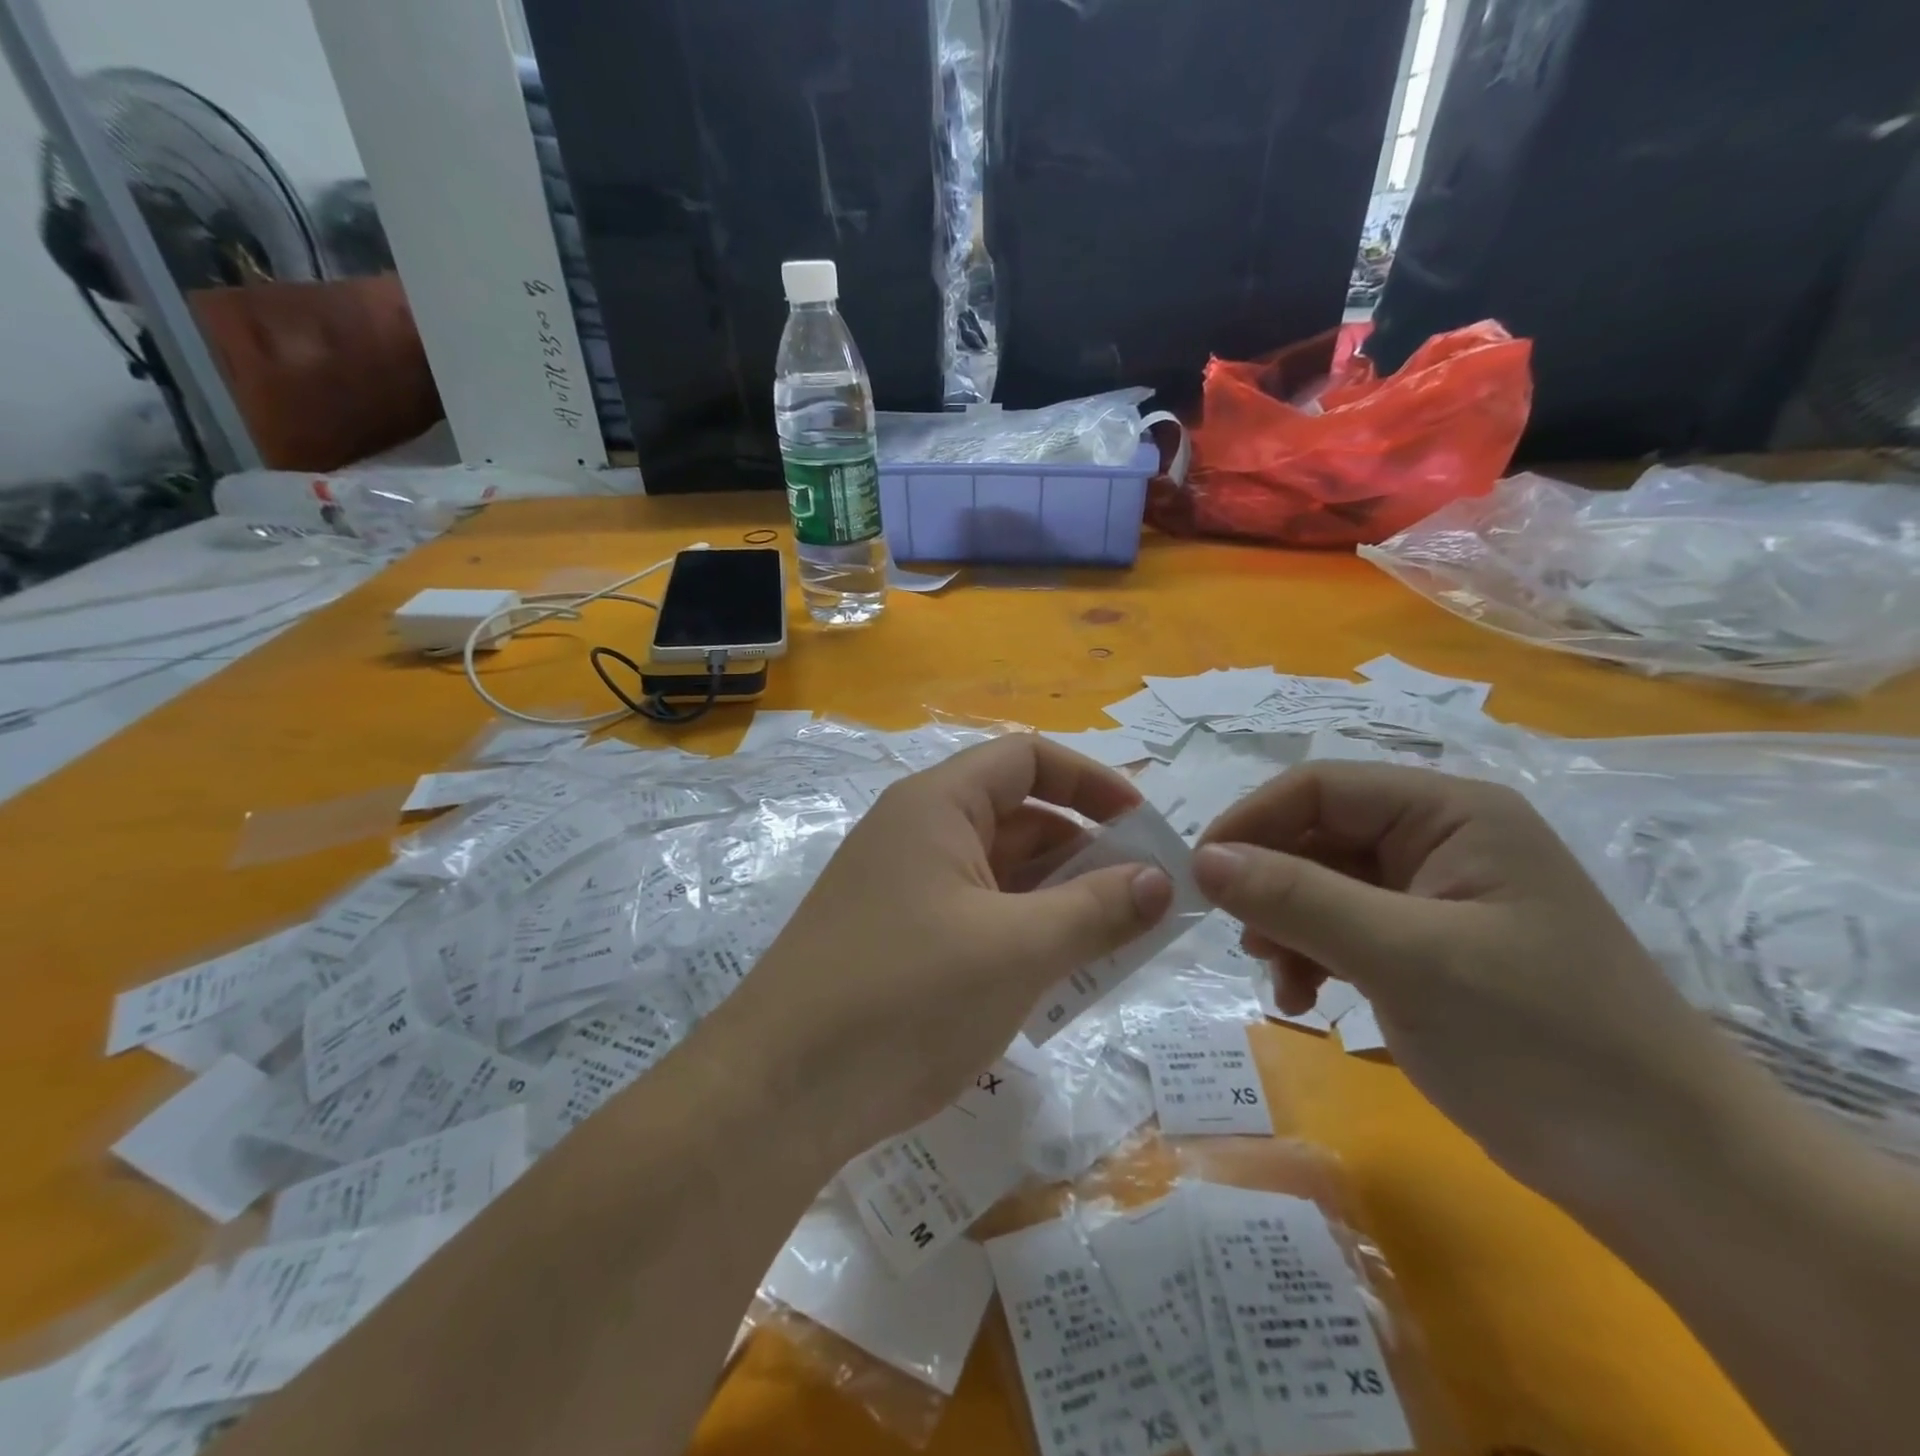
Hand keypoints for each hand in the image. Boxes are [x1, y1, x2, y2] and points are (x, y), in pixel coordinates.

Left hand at [732, 736, 1173, 1165]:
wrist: (778, 1093)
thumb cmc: (905, 997)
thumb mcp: (1017, 950)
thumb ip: (1096, 910)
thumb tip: (1161, 880)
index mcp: (937, 805)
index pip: (1027, 759)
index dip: (1091, 781)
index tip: (1144, 826)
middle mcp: (916, 833)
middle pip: (1017, 817)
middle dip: (1085, 851)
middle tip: (1145, 899)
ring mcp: (903, 888)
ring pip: (1000, 874)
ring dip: (1058, 899)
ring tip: (1115, 942)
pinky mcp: (897, 940)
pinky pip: (977, 917)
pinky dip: (1022, 934)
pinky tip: (1057, 977)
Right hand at [1192, 762, 1738, 1199]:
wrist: (1669, 1174)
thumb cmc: (1540, 1041)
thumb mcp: (1404, 958)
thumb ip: (1296, 898)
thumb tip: (1202, 859)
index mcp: (1451, 813)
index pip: (1320, 787)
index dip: (1251, 822)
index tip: (1199, 875)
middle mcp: (1442, 840)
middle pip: (1319, 835)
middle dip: (1270, 884)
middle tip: (1241, 938)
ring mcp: (1437, 897)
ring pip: (1324, 885)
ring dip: (1287, 925)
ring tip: (1278, 978)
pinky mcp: (1431, 949)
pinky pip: (1345, 929)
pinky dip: (1314, 957)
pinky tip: (1306, 1000)